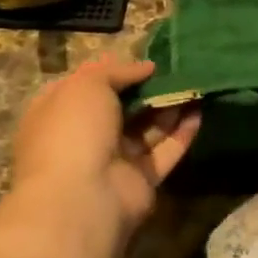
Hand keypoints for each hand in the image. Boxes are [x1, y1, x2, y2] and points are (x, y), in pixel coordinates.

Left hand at [9, 55, 200, 257]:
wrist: (82, 197)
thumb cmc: (74, 132)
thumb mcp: (87, 86)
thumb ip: (116, 72)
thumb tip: (146, 67)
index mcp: (58, 114)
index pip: (86, 87)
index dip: (113, 71)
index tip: (143, 59)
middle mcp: (85, 137)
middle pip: (121, 108)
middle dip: (147, 88)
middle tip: (177, 70)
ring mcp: (114, 160)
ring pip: (146, 128)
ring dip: (169, 106)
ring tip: (194, 83)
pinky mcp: (142, 179)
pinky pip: (165, 151)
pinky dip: (182, 132)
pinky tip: (200, 111)